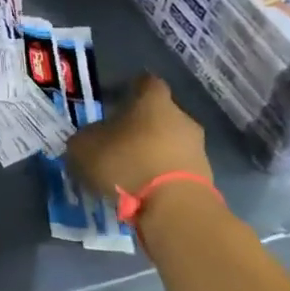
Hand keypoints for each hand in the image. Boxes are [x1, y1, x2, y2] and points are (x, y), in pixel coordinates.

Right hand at [67, 72, 211, 198]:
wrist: (175, 207)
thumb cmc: (126, 163)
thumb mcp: (85, 148)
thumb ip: (85, 138)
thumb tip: (89, 139)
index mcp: (153, 101)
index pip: (146, 82)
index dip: (132, 89)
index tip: (119, 98)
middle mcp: (181, 117)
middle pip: (161, 114)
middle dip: (142, 125)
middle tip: (120, 139)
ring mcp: (197, 148)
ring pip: (170, 142)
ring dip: (153, 151)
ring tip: (131, 170)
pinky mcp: (204, 177)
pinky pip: (177, 168)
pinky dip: (162, 174)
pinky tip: (145, 188)